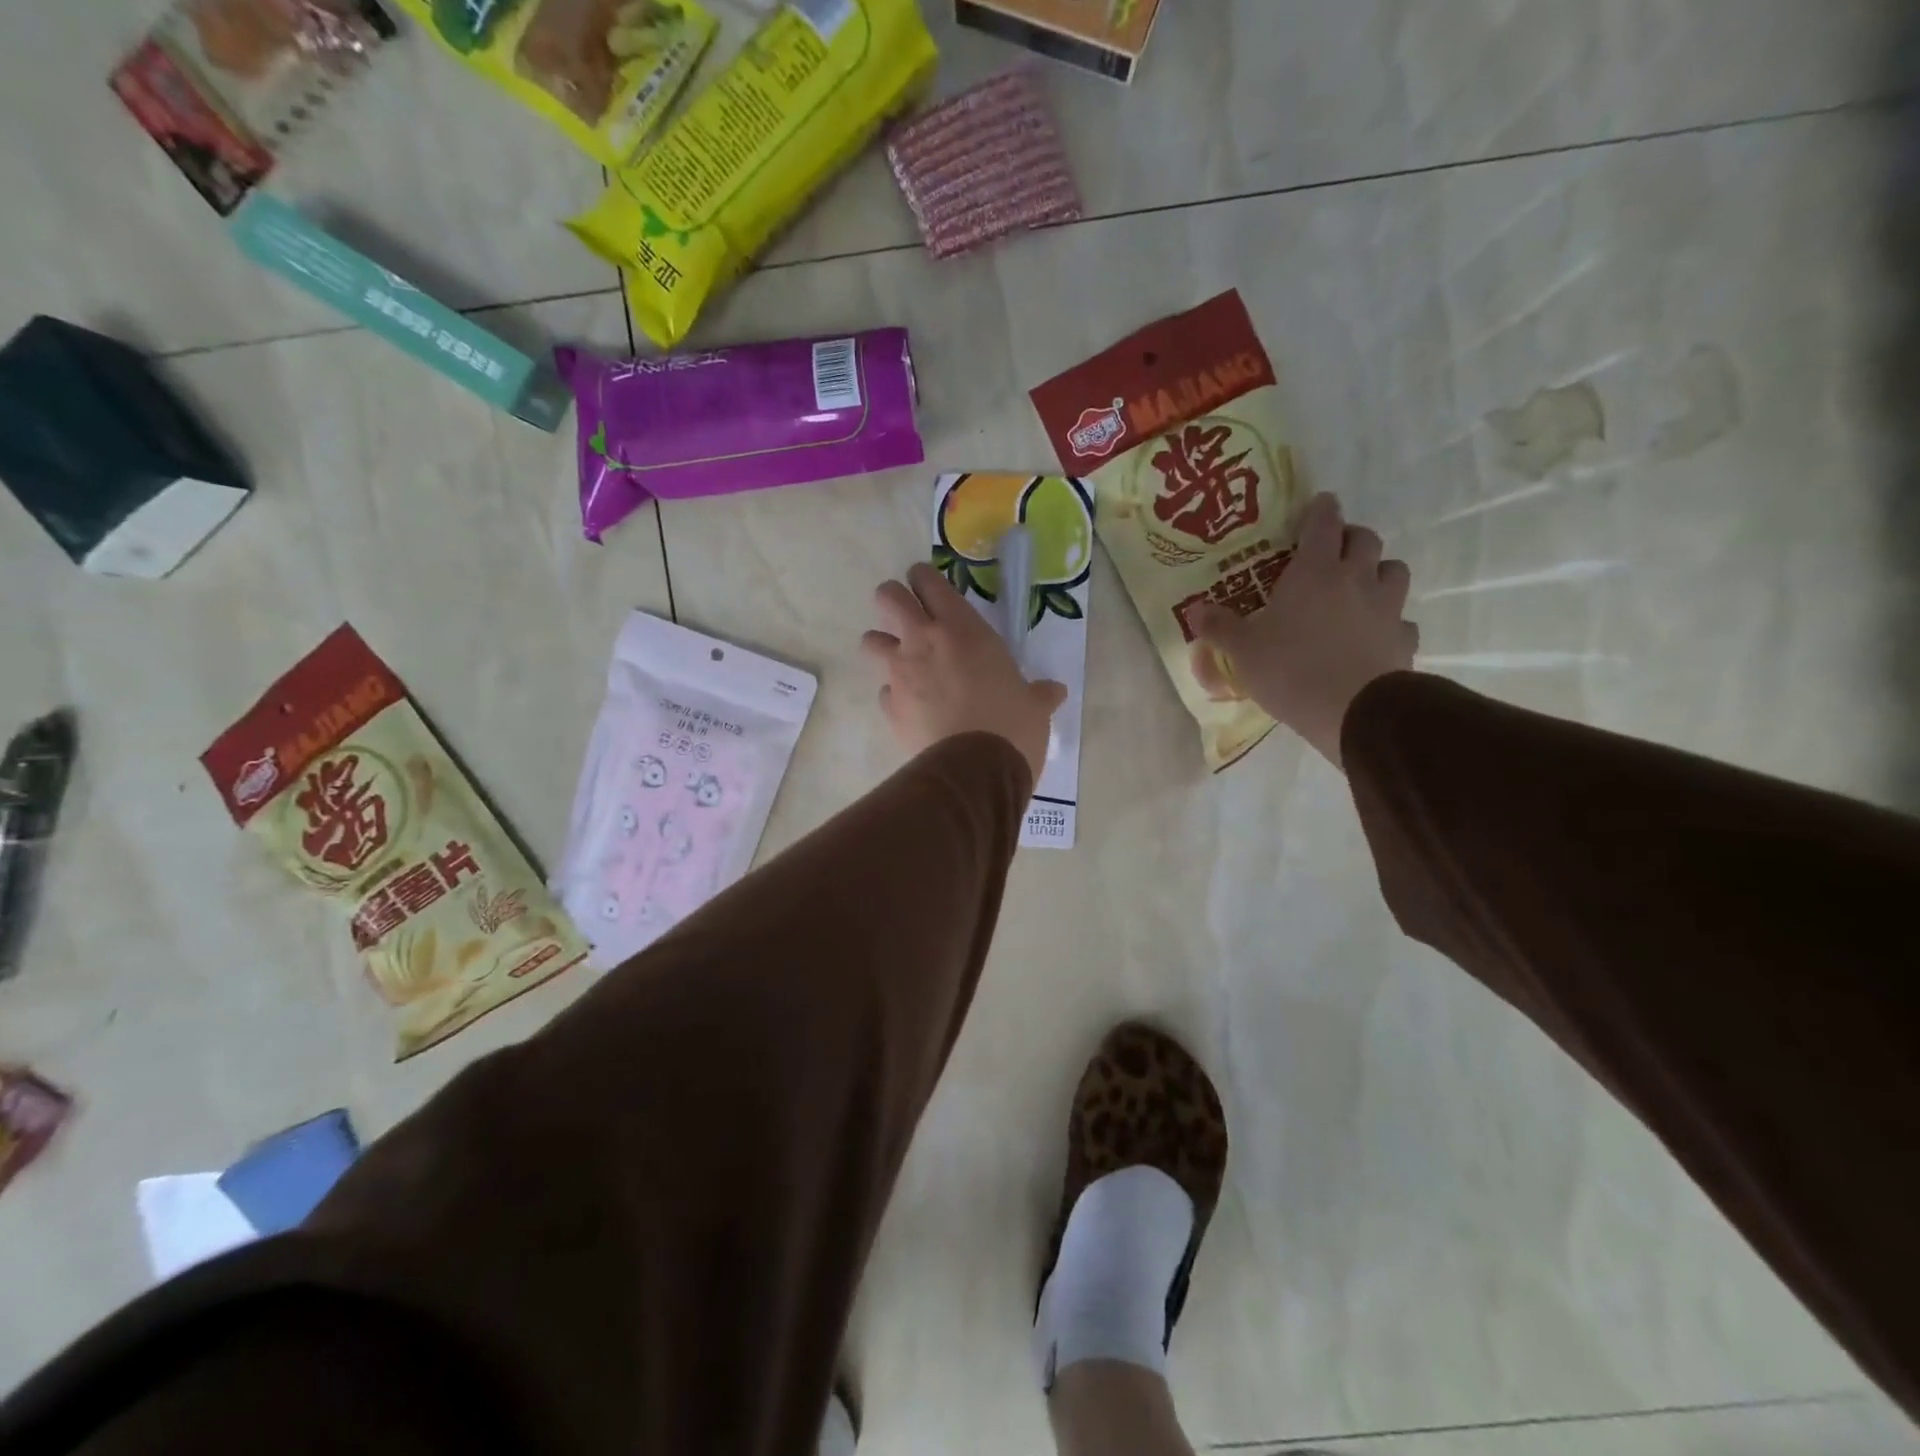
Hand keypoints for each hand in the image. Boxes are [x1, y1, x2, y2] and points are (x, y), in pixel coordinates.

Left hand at [863, 562, 1067, 783]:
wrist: (974, 770)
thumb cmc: (1012, 725)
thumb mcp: (1034, 705)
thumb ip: (1040, 693)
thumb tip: (1055, 691)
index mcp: (961, 627)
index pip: (928, 581)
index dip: (924, 579)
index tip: (929, 587)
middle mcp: (923, 641)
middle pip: (887, 596)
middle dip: (894, 602)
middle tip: (911, 618)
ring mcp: (899, 673)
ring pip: (870, 640)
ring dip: (883, 645)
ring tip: (902, 662)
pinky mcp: (888, 707)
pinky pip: (882, 689)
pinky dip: (894, 694)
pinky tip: (912, 708)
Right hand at [1190, 493, 1416, 767]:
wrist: (1353, 709)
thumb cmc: (1290, 669)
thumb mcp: (1242, 650)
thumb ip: (1219, 627)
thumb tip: (1193, 610)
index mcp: (1315, 571)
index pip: (1323, 523)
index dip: (1321, 510)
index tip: (1320, 504)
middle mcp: (1356, 579)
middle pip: (1365, 539)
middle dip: (1350, 538)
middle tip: (1333, 551)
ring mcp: (1386, 607)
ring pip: (1394, 571)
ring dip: (1378, 571)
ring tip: (1360, 588)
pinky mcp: (1403, 638)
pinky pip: (1401, 620)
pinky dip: (1390, 622)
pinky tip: (1375, 636)